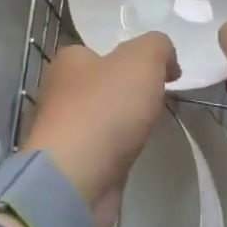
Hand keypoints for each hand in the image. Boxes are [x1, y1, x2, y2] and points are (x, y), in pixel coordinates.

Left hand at [22, 33, 177, 226]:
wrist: (76, 179)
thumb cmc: (104, 109)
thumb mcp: (142, 59)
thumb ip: (158, 47)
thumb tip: (167, 60)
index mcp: (68, 60)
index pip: (100, 50)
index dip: (132, 59)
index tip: (161, 75)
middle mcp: (59, 90)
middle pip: (102, 84)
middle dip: (129, 92)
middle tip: (158, 101)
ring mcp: (63, 128)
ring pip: (102, 117)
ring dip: (123, 122)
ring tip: (148, 129)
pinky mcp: (71, 162)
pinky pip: (101, 147)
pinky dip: (117, 149)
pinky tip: (132, 153)